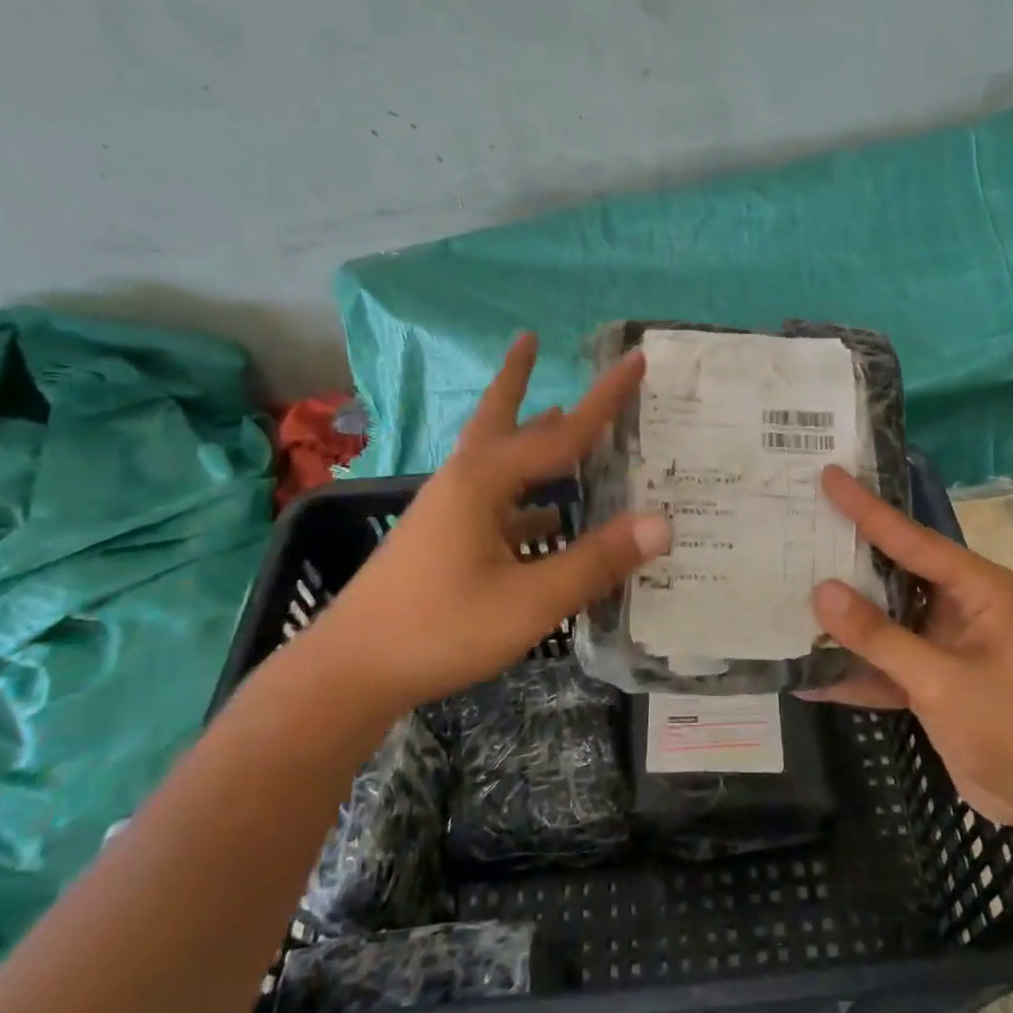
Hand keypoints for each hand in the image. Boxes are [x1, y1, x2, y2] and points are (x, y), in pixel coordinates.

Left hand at [311, 332, 670, 716]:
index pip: (562, 433)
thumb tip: (661, 523)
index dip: (605, 398)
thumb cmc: (441, 629)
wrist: (350, 671)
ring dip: (525, 435)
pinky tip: (546, 515)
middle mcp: (464, 482)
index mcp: (485, 481)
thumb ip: (595, 561)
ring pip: (495, 458)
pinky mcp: (441, 538)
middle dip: (518, 379)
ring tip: (557, 417)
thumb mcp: (530, 600)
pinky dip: (524, 493)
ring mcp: (448, 510)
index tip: (635, 359)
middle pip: (499, 418)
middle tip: (531, 340)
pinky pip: (493, 499)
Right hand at [804, 465, 1012, 826]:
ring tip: (787, 590)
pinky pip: (883, 662)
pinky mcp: (931, 678)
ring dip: (843, 617)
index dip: (866, 508)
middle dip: (846, 555)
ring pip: (882, 617)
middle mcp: (958, 604)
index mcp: (976, 588)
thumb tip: (820, 591)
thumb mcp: (942, 680)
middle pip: (891, 571)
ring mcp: (942, 642)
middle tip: (797, 523)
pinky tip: (807, 676)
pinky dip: (853, 670)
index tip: (828, 475)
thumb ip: (879, 636)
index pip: (911, 539)